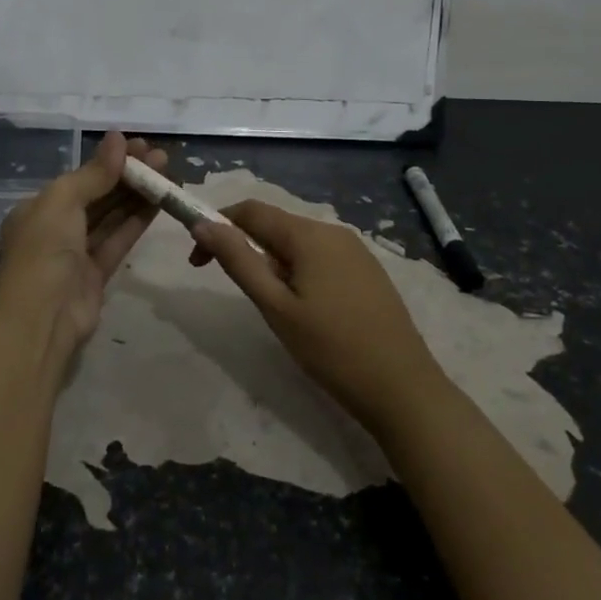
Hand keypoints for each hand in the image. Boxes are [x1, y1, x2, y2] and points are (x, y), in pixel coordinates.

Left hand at [0, 132, 167, 379]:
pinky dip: (137, 221)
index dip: (110, 161)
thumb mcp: (62, 202)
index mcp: (38, 209)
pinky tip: (160, 202)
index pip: (79, 178)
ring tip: (167, 174)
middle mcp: (55, 228)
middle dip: (128, 176)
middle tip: (162, 158)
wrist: (41, 319)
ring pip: (111, 217)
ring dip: (137, 195)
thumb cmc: (44, 250)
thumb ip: (94, 173)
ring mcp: (76, 253)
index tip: (141, 146)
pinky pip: (119, 240)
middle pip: (98, 195)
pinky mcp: (97, 275)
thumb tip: (119, 138)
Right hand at [190, 201, 445, 434]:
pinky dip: (298, 271)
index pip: (250, 211)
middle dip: (245, 247)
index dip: (217, 226)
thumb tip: (202, 224)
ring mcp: (355, 250)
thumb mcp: (275, 306)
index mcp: (309, 235)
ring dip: (272, 262)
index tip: (198, 261)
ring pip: (297, 243)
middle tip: (236, 291)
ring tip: (274, 308)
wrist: (403, 388)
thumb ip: (238, 260)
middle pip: (275, 225)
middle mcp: (333, 231)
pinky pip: (320, 257)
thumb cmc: (331, 349)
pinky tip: (306, 310)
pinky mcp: (367, 271)